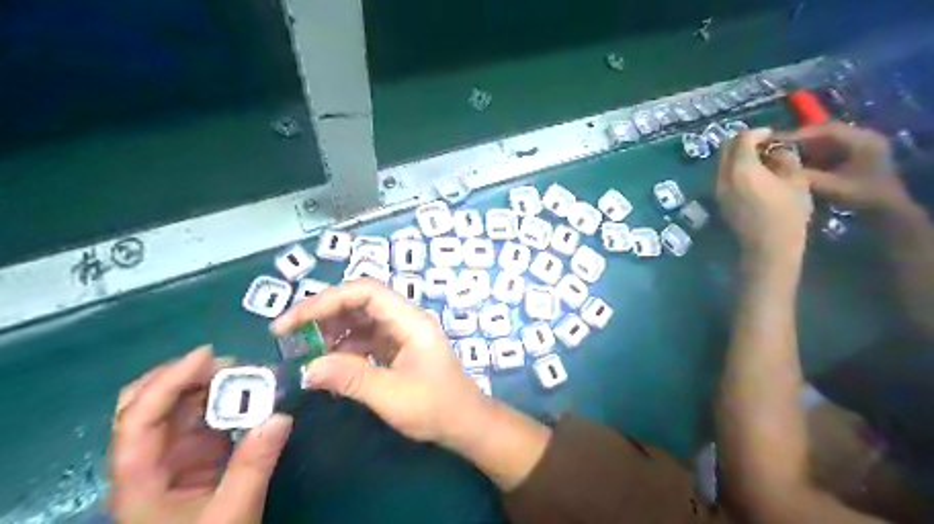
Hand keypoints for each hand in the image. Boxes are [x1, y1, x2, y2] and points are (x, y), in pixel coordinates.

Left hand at [106, 348, 288, 522]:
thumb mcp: (232, 513)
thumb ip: (254, 465)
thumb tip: (280, 416)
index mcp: (139, 477)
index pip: (139, 419)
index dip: (168, 381)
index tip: (207, 355)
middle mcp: (149, 458)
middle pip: (148, 404)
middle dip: (185, 376)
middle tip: (229, 363)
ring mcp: (172, 455)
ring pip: (180, 406)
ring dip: (210, 384)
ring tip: (249, 373)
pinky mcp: (196, 455)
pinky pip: (206, 417)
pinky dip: (226, 400)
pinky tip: (250, 394)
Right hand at [270, 279, 485, 446]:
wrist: (464, 423)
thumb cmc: (436, 408)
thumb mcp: (393, 396)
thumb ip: (352, 378)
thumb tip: (307, 368)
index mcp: (410, 321)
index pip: (366, 292)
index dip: (328, 300)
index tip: (293, 320)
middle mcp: (404, 320)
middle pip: (359, 301)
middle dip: (322, 313)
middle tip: (287, 333)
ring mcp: (400, 334)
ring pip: (359, 319)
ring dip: (330, 330)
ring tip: (303, 350)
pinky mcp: (395, 349)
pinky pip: (363, 339)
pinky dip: (342, 348)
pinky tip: (327, 364)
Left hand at [717, 127, 815, 261]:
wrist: (767, 246)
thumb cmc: (787, 213)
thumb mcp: (797, 181)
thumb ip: (785, 159)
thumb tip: (776, 150)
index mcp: (741, 169)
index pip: (742, 139)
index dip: (757, 132)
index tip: (772, 135)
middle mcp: (723, 177)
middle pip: (725, 149)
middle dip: (743, 142)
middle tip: (763, 144)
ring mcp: (717, 190)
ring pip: (721, 163)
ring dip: (736, 155)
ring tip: (759, 159)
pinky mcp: (718, 200)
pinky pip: (722, 176)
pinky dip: (733, 169)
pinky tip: (752, 175)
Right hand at [775, 121, 913, 209]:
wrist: (887, 210)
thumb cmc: (862, 197)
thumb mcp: (832, 187)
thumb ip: (805, 175)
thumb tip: (777, 167)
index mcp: (862, 140)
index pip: (826, 130)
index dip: (798, 134)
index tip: (774, 141)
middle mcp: (862, 137)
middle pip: (823, 133)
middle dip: (798, 140)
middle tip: (773, 147)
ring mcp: (859, 146)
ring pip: (823, 141)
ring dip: (802, 148)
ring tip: (779, 155)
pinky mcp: (853, 156)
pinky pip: (826, 150)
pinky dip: (809, 155)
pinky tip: (794, 163)